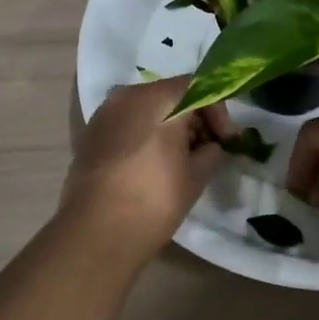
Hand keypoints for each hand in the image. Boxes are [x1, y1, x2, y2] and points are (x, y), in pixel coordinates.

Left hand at [60, 76, 231, 260]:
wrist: (96, 231)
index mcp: (158, 98)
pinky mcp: (91, 132)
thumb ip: (210, 152)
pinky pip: (128, 122)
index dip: (218, 112)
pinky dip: (145, 133)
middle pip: (171, 94)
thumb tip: (210, 147)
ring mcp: (105, 112)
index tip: (227, 140)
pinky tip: (153, 162)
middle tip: (207, 149)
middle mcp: (128, 94)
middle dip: (193, 118)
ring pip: (147, 108)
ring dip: (168, 125)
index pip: (198, 87)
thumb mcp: (196, 176)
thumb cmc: (154, 199)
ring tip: (181, 158)